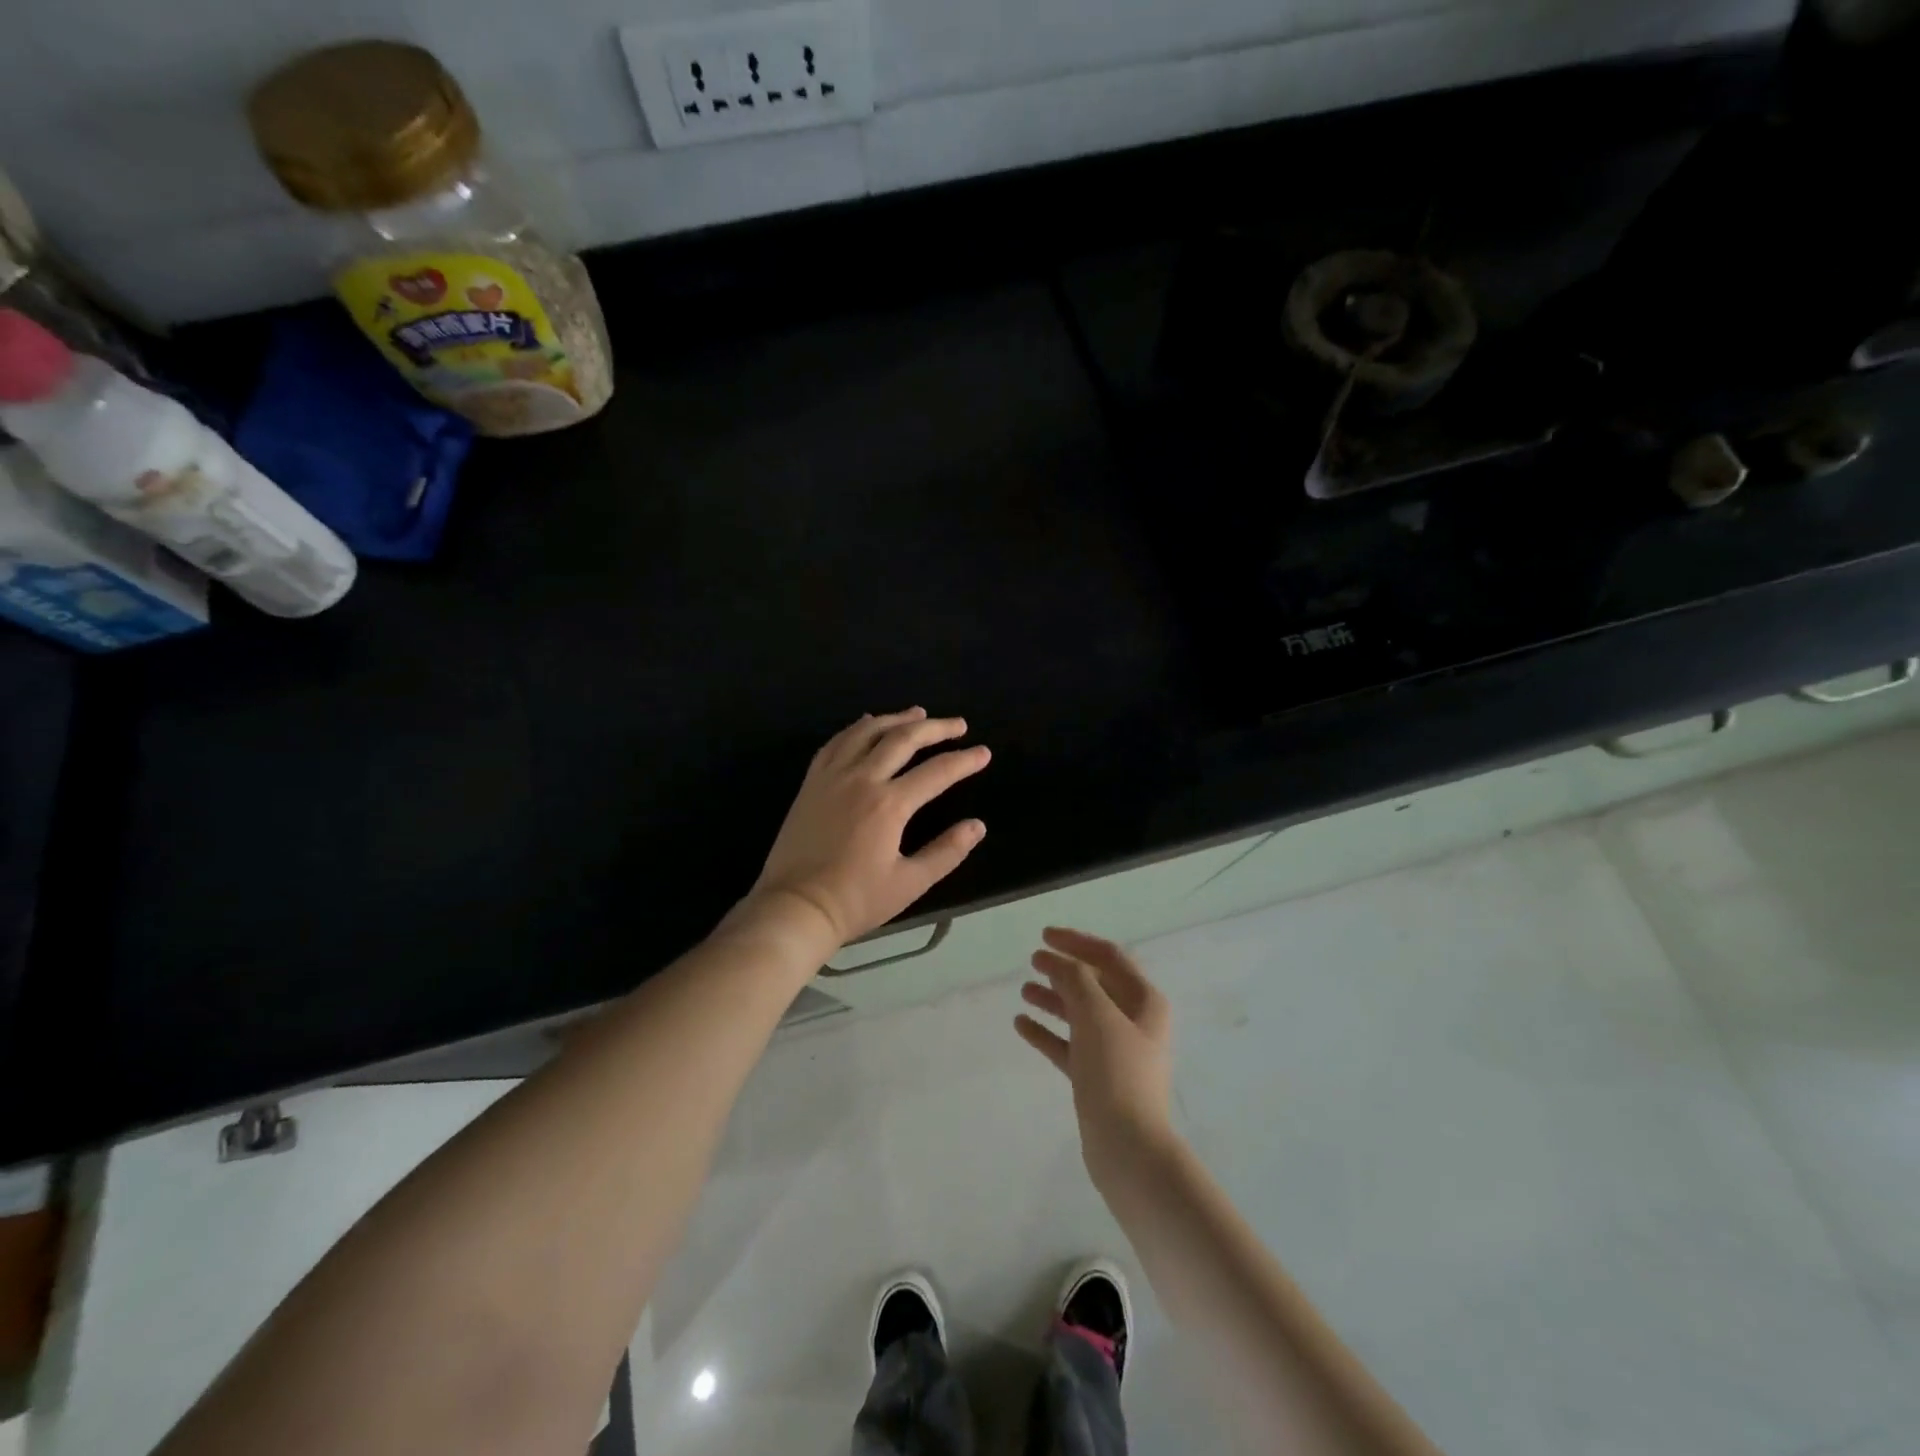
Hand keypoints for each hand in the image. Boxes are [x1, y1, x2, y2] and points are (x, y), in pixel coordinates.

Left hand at [748, 708, 989, 946]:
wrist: (794, 908)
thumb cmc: (855, 900)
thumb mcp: (910, 883)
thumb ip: (946, 852)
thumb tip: (977, 826)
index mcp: (889, 804)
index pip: (937, 771)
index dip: (965, 760)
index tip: (984, 753)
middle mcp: (861, 779)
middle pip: (903, 739)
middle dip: (935, 728)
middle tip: (958, 725)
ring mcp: (832, 777)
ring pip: (867, 732)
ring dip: (896, 719)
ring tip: (918, 714)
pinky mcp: (811, 783)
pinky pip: (836, 743)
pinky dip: (857, 728)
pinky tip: (867, 725)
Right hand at [1016, 927, 1176, 1188]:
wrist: (1128, 1149)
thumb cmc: (1117, 1073)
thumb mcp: (1095, 1015)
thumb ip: (1075, 980)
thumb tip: (1057, 961)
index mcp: (1144, 1001)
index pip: (1109, 957)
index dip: (1077, 942)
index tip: (1045, 936)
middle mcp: (1133, 1022)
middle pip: (1095, 984)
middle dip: (1064, 970)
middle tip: (1033, 960)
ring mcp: (1115, 1052)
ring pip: (1080, 1014)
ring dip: (1053, 998)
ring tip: (1024, 990)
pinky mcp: (1098, 1079)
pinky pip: (1069, 1045)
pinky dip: (1047, 1032)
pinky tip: (1021, 1024)